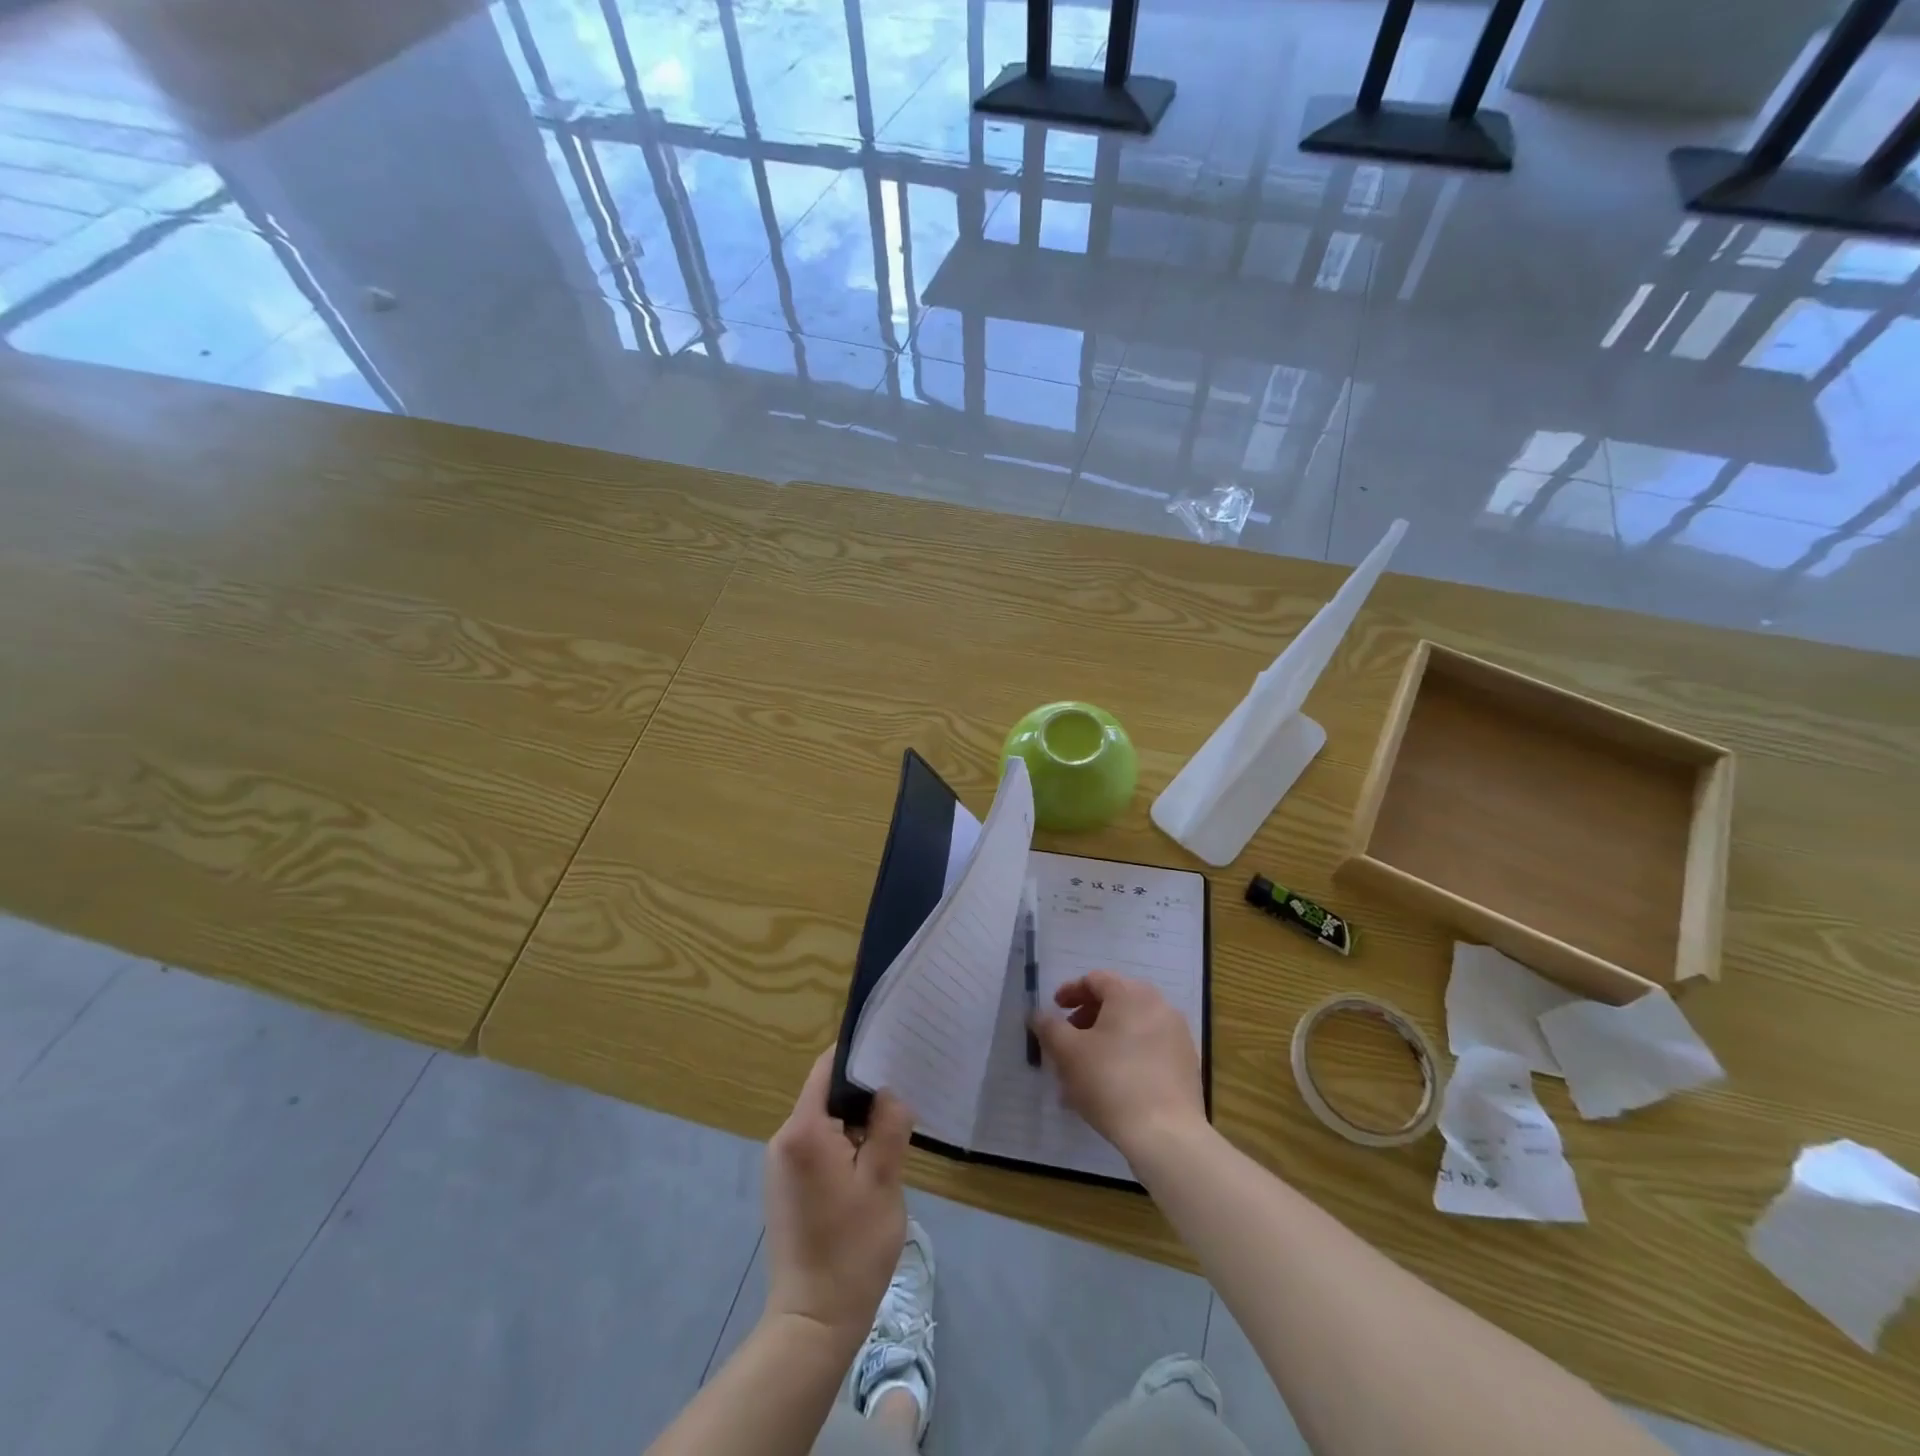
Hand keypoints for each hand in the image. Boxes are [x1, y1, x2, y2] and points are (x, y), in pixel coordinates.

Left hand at [762, 1049, 913, 1351]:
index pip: (828, 1067)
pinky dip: (842, 1142)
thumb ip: (888, 1125)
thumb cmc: (852, 1248)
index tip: (893, 1053)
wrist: (813, 1322)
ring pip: (823, 1119)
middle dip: (863, 1093)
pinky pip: (816, 1143)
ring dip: (855, 1121)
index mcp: (804, 1129)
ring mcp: (780, 1162)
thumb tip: (888, 1092)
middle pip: (825, 1092)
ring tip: (892, 1129)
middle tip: (902, 1095)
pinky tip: (869, 1161)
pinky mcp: (784, 1183)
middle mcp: (784, 1137)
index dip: (860, 1056)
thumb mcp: (883, 1181)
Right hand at [1032, 971, 1205, 1159]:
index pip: (1095, 980)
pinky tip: (1111, 1085)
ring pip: (1132, 1028)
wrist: (1166, 1134)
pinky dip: (1127, 1056)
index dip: (1070, 992)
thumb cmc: (1111, 1082)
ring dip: (1106, 1040)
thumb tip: (1038, 1015)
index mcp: (1131, 994)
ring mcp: (1177, 1035)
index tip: (1054, 1009)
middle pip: (1116, 1002)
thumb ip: (1049, 1027)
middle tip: (1068, 1038)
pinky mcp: (1186, 1064)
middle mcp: (1159, 1005)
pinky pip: (1149, 1049)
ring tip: (1085, 1069)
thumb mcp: (1068, 1052)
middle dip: (1087, 1018)